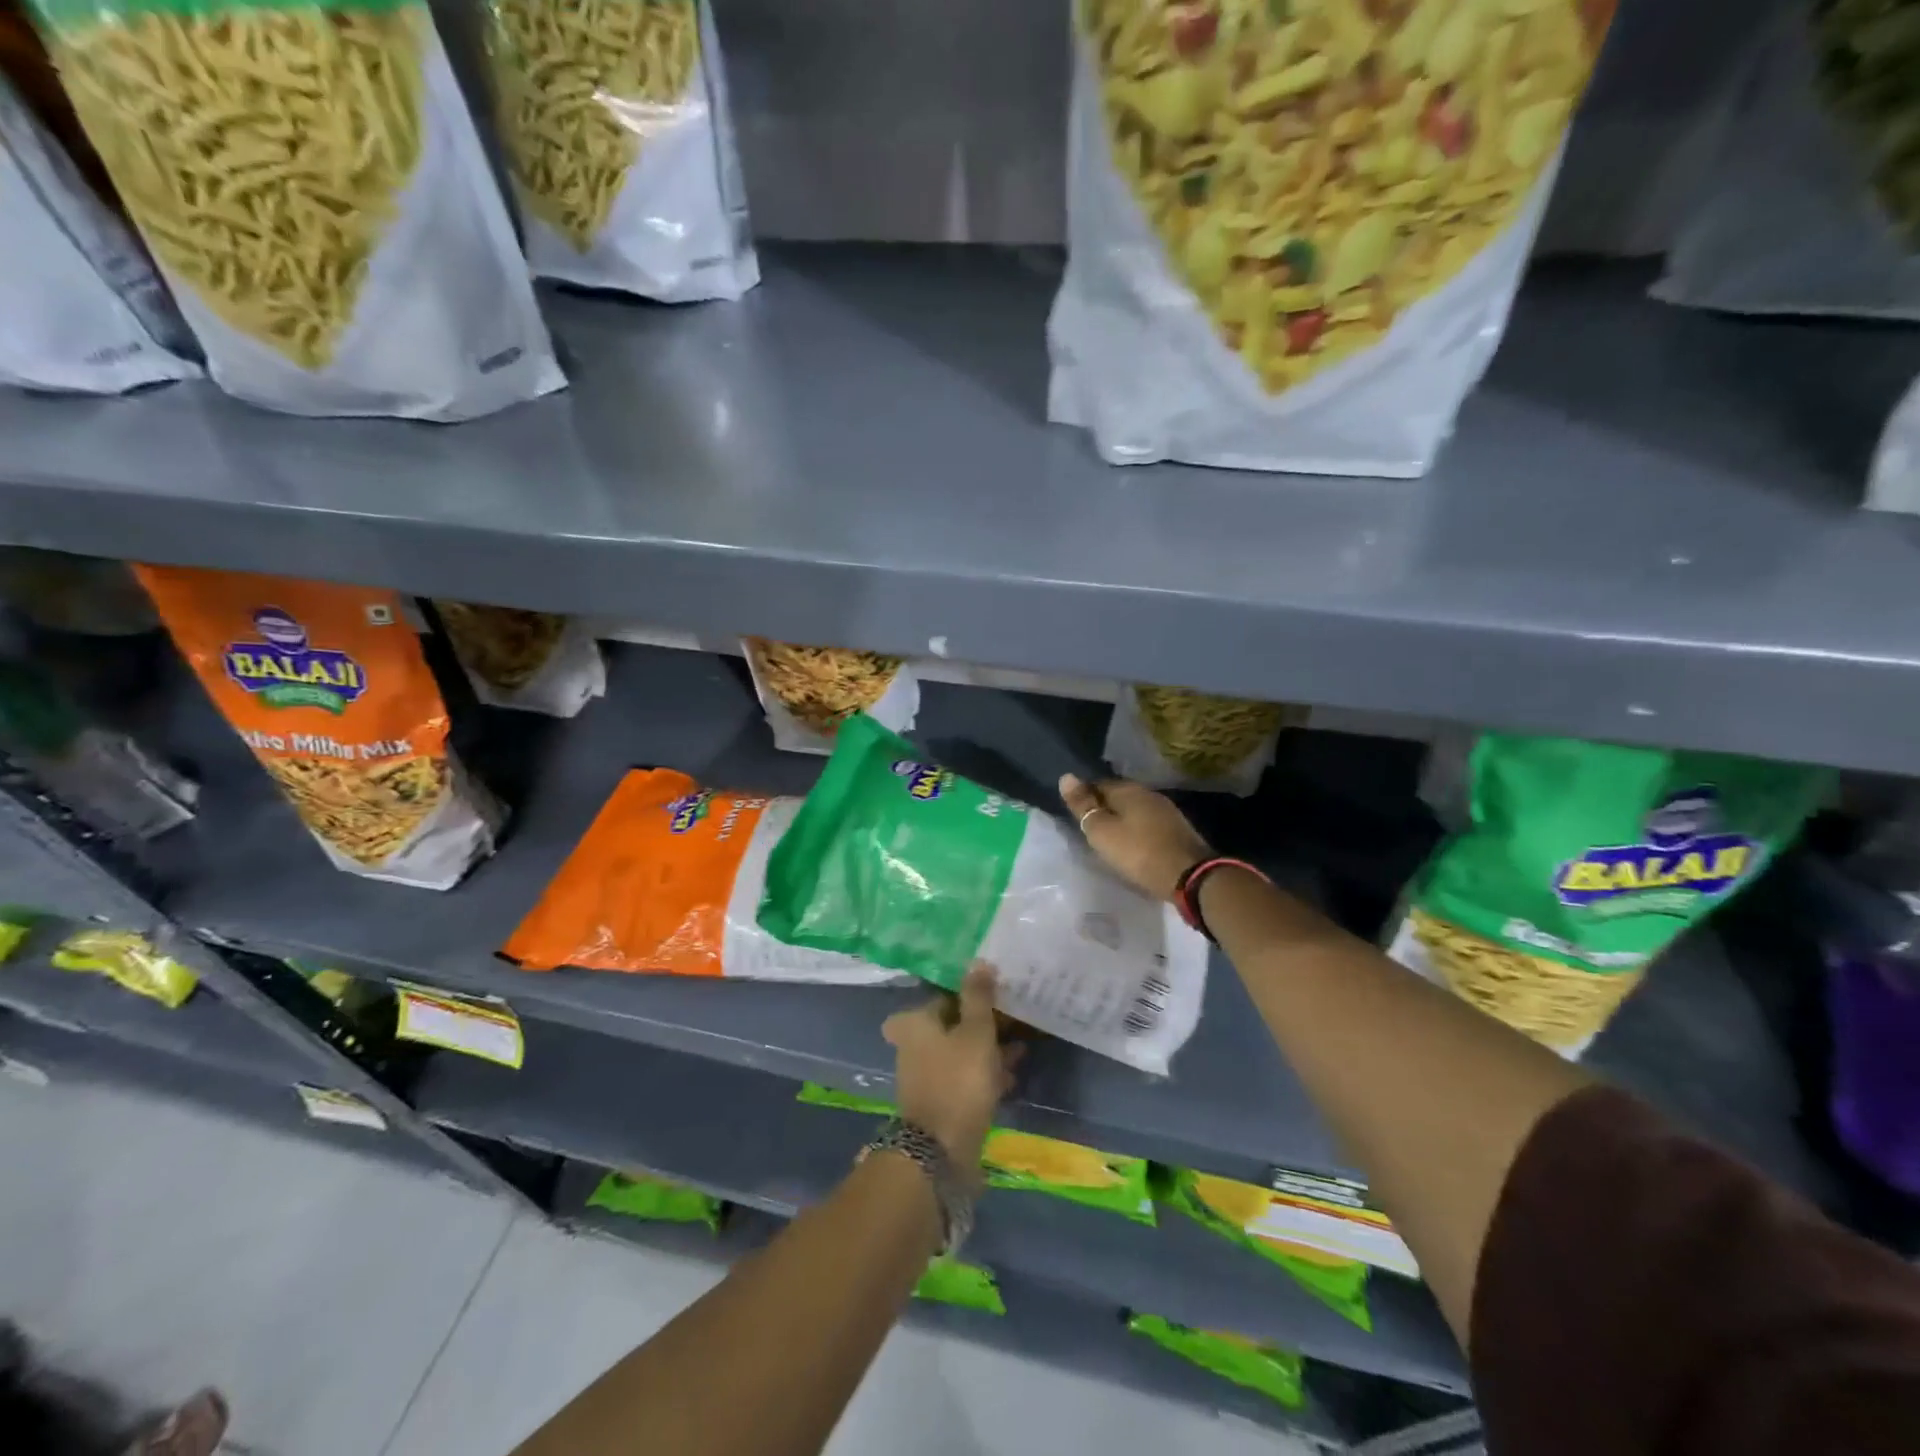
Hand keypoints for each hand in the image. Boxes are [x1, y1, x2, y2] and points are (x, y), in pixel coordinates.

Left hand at [883, 962, 1022, 1167]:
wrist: (941, 1151)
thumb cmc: (958, 1080)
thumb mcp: (976, 1032)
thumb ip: (978, 996)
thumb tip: (979, 960)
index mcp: (915, 1023)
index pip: (947, 996)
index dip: (974, 994)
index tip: (1001, 994)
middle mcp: (914, 1045)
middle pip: (954, 1025)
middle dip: (984, 1023)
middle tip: (1015, 1019)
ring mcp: (926, 1075)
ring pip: (962, 1052)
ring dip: (989, 1049)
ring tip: (1022, 1046)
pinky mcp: (940, 1101)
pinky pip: (965, 1078)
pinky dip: (985, 1074)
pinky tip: (1012, 1074)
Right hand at [1059, 773, 1211, 901]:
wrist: (1190, 876)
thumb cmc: (1138, 852)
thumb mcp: (1102, 831)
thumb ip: (1083, 805)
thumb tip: (1065, 777)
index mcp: (1128, 789)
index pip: (1097, 784)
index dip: (1084, 797)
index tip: (1075, 815)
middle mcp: (1148, 793)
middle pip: (1117, 795)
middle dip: (1103, 808)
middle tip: (1089, 828)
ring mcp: (1166, 810)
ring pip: (1134, 809)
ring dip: (1121, 819)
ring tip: (1109, 837)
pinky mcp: (1176, 829)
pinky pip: (1148, 823)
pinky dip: (1137, 830)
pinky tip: (1133, 844)